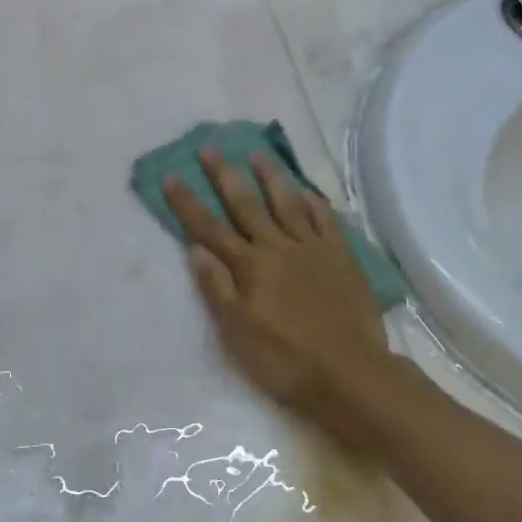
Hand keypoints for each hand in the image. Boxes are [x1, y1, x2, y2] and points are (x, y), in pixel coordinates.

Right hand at [164, 149, 404, 447]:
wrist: (351, 374)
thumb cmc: (286, 360)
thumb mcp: (238, 333)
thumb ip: (217, 288)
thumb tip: (195, 248)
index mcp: (250, 267)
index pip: (210, 228)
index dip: (188, 202)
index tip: (171, 175)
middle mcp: (278, 248)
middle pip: (246, 204)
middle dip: (224, 175)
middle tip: (210, 148)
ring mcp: (312, 249)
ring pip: (287, 202)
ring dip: (270, 176)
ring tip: (257, 153)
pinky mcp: (341, 257)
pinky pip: (325, 220)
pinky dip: (313, 202)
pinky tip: (306, 190)